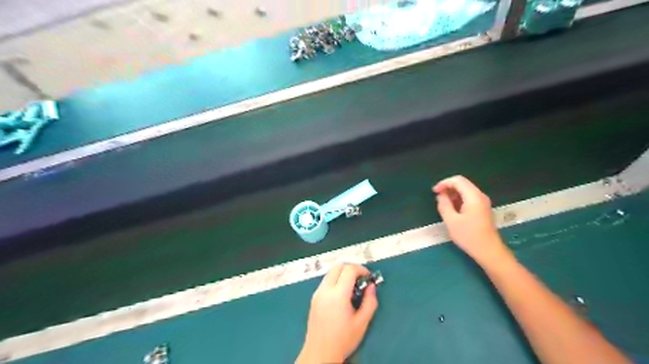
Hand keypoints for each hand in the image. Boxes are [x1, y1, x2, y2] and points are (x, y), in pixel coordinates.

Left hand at [296, 263, 378, 362]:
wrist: (319, 353)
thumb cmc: (343, 339)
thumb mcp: (362, 323)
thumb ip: (369, 302)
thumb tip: (371, 286)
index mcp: (338, 295)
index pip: (348, 270)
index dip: (361, 269)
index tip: (368, 277)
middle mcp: (325, 290)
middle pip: (337, 266)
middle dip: (351, 268)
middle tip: (361, 278)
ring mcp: (317, 293)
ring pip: (330, 272)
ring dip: (342, 273)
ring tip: (352, 287)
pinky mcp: (314, 298)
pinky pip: (325, 281)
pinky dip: (335, 280)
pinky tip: (342, 294)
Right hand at [432, 175, 509, 264]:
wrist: (489, 251)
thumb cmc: (469, 236)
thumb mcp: (451, 221)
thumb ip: (444, 205)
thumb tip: (441, 195)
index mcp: (473, 197)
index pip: (458, 180)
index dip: (444, 183)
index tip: (434, 192)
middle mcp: (480, 196)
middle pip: (462, 184)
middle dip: (448, 188)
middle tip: (437, 198)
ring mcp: (483, 202)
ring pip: (465, 191)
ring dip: (453, 195)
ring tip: (443, 205)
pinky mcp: (483, 209)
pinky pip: (469, 198)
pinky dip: (459, 200)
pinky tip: (453, 210)